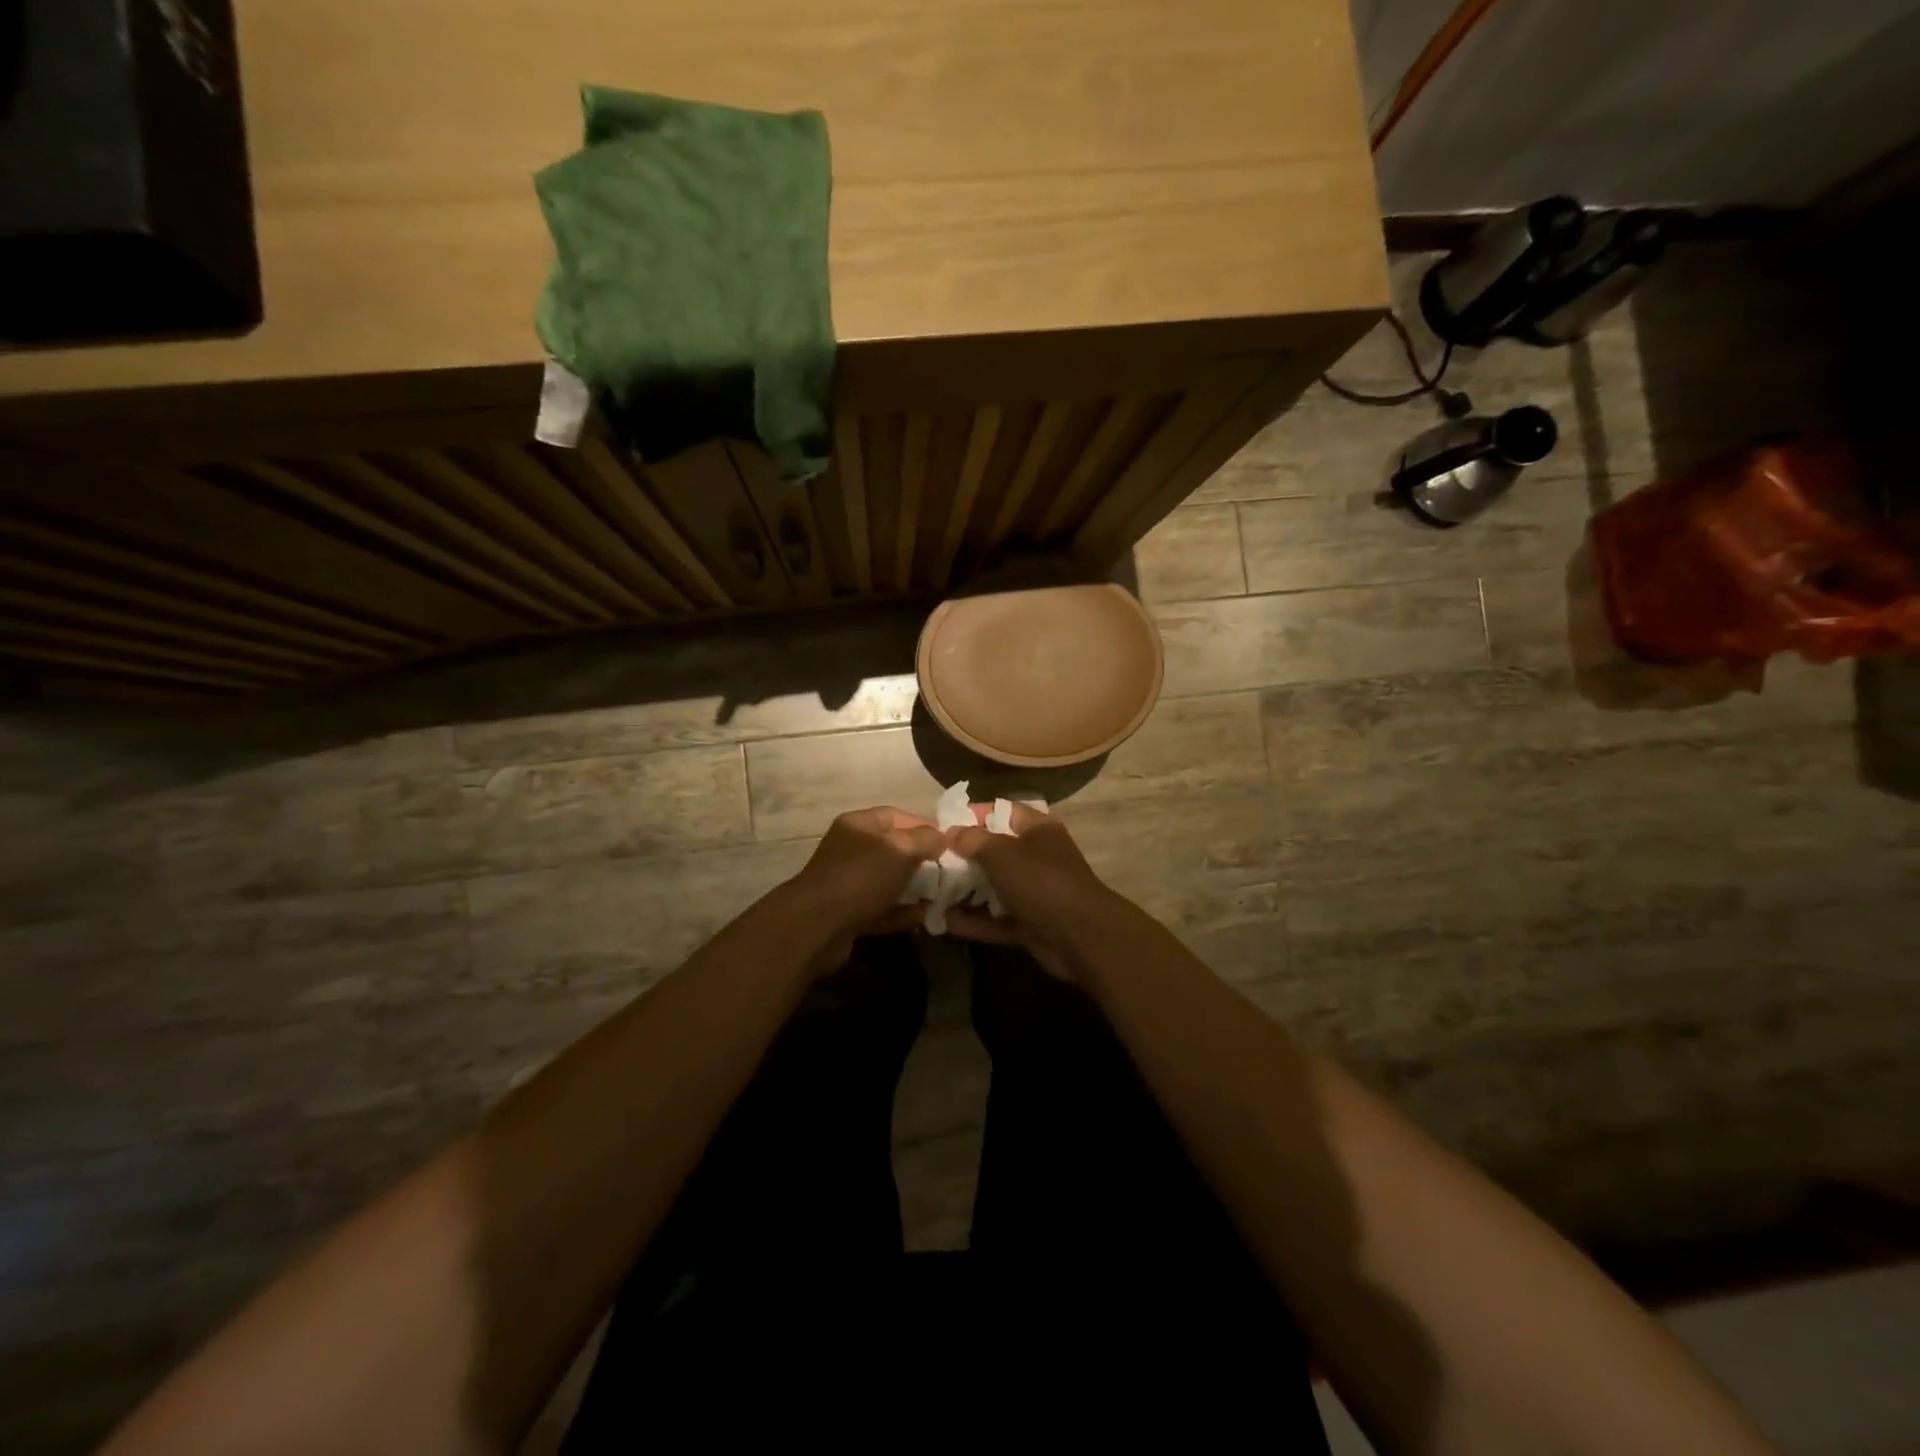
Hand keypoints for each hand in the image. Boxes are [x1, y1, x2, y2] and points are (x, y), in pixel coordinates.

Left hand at [786, 807, 945, 969]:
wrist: (817, 927)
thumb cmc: (861, 877)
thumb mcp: (900, 850)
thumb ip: (926, 839)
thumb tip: (942, 838)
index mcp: (859, 825)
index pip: (898, 816)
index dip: (925, 826)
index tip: (952, 843)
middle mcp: (852, 849)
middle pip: (895, 849)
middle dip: (924, 860)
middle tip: (950, 872)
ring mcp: (849, 882)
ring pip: (890, 880)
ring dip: (916, 888)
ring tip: (943, 896)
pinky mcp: (850, 913)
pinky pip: (883, 907)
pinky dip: (903, 912)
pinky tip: (926, 917)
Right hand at [944, 803, 1113, 977]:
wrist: (1080, 937)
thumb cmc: (1041, 881)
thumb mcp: (1003, 853)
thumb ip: (974, 840)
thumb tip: (951, 832)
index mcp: (1037, 830)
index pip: (1001, 812)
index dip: (973, 815)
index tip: (941, 824)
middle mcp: (1036, 857)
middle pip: (994, 851)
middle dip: (962, 857)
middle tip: (928, 861)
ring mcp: (1033, 893)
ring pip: (992, 887)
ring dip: (964, 892)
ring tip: (928, 892)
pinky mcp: (1029, 924)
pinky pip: (995, 919)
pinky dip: (973, 921)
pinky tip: (942, 922)